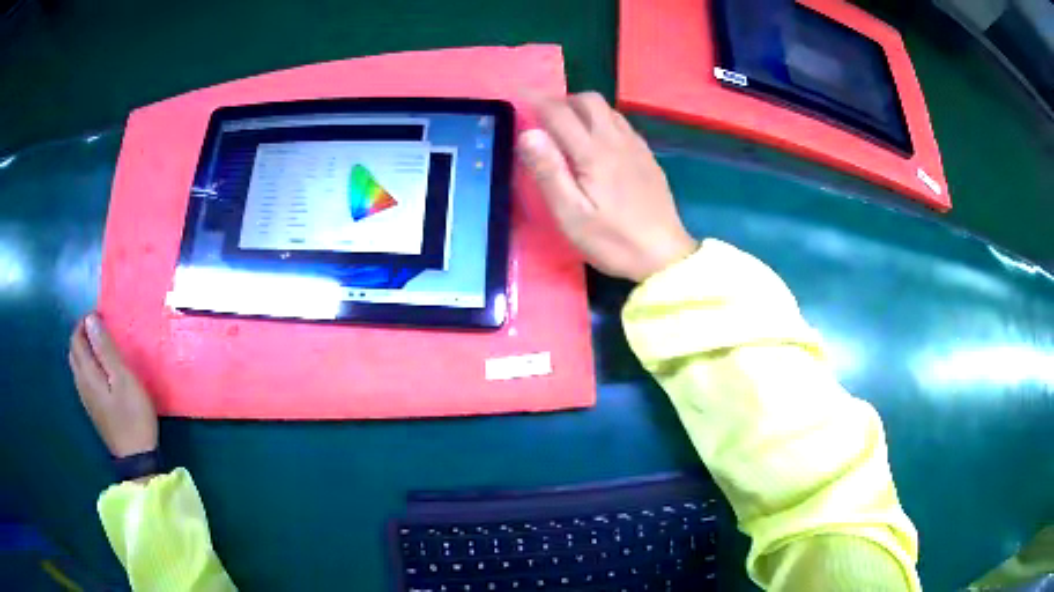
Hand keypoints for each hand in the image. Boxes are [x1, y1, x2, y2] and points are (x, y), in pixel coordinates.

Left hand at [68, 314, 157, 457]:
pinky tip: (100, 371)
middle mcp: (81, 383)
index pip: (77, 339)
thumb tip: (91, 319)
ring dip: (84, 350)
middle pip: (74, 351)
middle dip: (82, 335)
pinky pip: (83, 379)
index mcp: (87, 373)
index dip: (84, 323)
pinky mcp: (93, 409)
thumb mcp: (123, 378)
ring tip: (101, 346)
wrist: (136, 458)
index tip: (100, 316)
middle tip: (100, 328)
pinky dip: (87, 365)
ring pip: (77, 366)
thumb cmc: (132, 415)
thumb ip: (106, 349)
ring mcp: (86, 399)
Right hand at [517, 92, 696, 281]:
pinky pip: (621, 123)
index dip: (536, 100)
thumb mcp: (572, 215)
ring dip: (583, 109)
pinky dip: (602, 121)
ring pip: (607, 109)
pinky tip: (597, 143)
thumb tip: (528, 133)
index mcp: (594, 152)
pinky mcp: (647, 156)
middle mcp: (616, 139)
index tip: (518, 96)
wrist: (665, 255)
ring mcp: (636, 146)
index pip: (559, 112)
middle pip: (588, 100)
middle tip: (544, 119)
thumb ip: (549, 172)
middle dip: (562, 101)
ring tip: (567, 130)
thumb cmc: (613, 240)